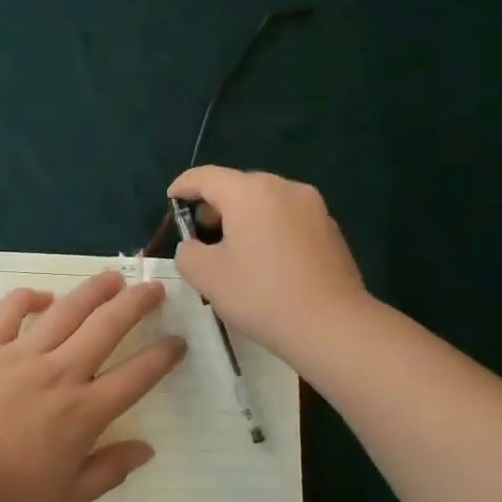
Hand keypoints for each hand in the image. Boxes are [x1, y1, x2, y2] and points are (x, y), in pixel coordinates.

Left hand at [0, 271, 188, 501]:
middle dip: (137, 304)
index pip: (137, 376)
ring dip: (94, 290)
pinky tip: (44, 297)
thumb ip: (110, 471)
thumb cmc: (5, 492)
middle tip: (154, 289)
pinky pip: (11, 310)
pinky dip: (30, 298)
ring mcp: (22, 353)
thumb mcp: (67, 497)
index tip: (177, 342)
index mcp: (84, 411)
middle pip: (108, 327)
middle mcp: (61, 372)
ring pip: (67, 310)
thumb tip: (146, 449)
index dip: (163, 356)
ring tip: (113, 278)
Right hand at [168, 166, 367, 357]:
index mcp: (250, 192)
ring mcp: (313, 207)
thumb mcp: (205, 275)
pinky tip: (266, 263)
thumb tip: (195, 246)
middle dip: (215, 205)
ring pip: (266, 203)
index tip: (171, 199)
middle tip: (200, 233)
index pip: (206, 176)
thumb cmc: (260, 295)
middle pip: (239, 186)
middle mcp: (285, 188)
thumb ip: (187, 252)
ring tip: (233, 251)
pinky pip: (289, 220)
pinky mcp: (330, 229)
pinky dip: (270, 230)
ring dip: (244, 218)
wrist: (331, 325)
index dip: (183, 186)